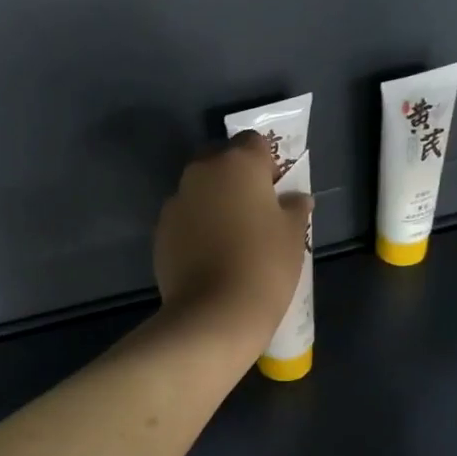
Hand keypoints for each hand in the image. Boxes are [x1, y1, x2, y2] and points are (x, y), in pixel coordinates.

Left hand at [154, 131, 311, 352]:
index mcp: (237, 163)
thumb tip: (296, 198)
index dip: (266, 163)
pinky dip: (194, 226)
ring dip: (211, 201)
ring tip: (228, 234)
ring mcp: (175, 201)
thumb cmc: (264, 264)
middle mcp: (201, 173)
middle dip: (233, 176)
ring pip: (197, 189)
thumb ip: (294, 208)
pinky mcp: (160, 230)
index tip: (275, 189)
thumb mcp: (293, 234)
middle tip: (252, 208)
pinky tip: (208, 253)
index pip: (253, 143)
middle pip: (219, 160)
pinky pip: (183, 217)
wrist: (214, 312)